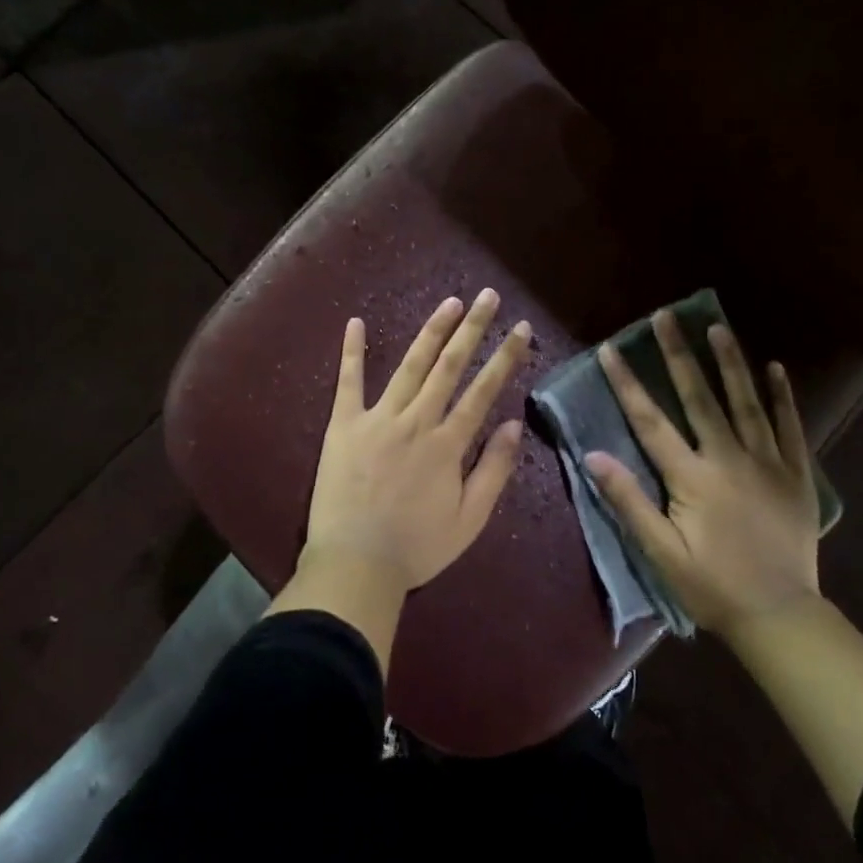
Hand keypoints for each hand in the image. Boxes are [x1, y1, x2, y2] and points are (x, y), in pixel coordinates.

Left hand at [304, 289, 531, 596]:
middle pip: (449, 366)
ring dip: (431, 331)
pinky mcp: (343, 425)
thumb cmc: (416, 548)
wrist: (354, 565)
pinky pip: (348, 382)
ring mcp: (377, 419)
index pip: (483, 391)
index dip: (504, 357)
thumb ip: (493, 471)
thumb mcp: (469, 520)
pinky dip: (353, 351)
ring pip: (410, 366)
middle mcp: (416, 421)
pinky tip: (356, 322)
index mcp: (447, 444)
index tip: (519, 328)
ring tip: (450, 302)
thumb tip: (514, 426)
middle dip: (472, 329)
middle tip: (489, 297)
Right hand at [585, 313, 820, 633]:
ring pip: (746, 402)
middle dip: (679, 355)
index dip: (627, 383)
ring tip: (717, 327)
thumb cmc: (711, 585)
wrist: (780, 616)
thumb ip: (628, 501)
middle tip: (666, 316)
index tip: (610, 349)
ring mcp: (768, 463)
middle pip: (699, 397)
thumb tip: (592, 456)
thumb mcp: (660, 552)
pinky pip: (790, 427)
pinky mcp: (796, 475)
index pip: (650, 421)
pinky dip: (782, 396)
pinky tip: (775, 368)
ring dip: (729, 362)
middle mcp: (729, 459)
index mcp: (692, 477)